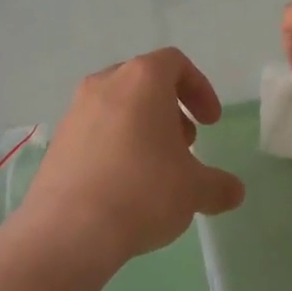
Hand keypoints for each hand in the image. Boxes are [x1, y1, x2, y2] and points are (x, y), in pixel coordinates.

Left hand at [15, 48, 245, 273]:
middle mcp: (105, 83)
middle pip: (144, 81)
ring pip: (117, 105)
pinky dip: (114, 143)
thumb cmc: (143, 191)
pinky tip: (123, 184)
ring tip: (155, 168)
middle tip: (185, 145)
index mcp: (142, 79)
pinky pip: (94, 129)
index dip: (199, 88)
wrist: (70, 227)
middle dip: (169, 109)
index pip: (175, 63)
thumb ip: (218, 185)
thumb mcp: (194, 190)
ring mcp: (76, 109)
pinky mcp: (58, 138)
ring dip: (141, 126)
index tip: (210, 122)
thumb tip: (233, 191)